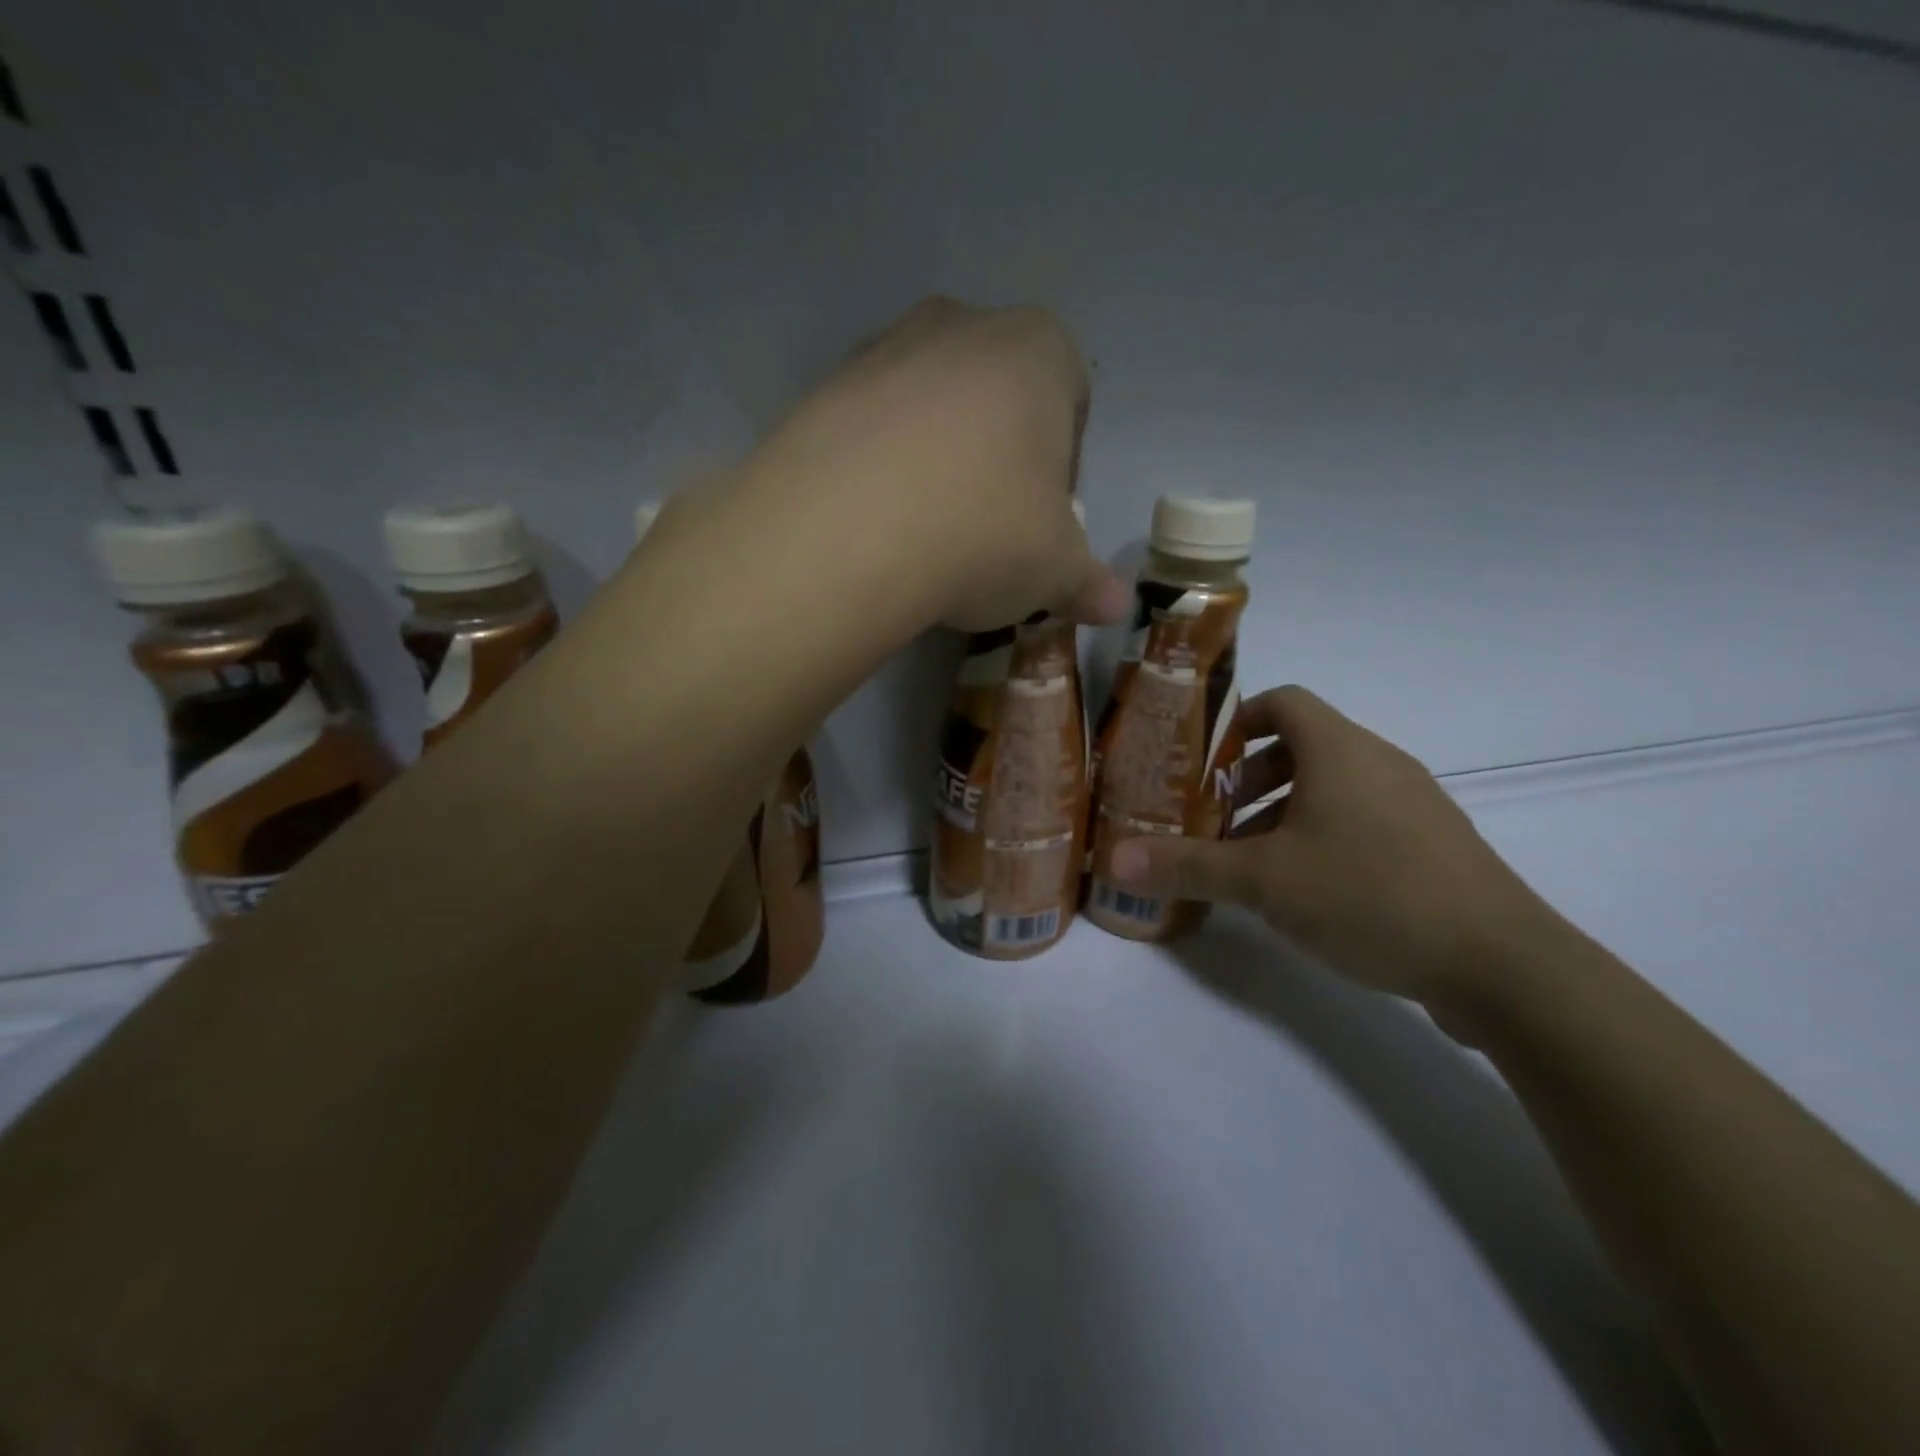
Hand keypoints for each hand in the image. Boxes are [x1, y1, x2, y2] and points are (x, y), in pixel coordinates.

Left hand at [738, 296, 1126, 631]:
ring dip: (934, 460)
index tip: (1043, 522)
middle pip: (996, 398)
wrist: (848, 534)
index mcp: (1038, 350)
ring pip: (928, 409)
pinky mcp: (822, 389)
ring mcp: (883, 350)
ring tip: (923, 531)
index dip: (1062, 469)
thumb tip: (1115, 606)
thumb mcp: (1054, 571)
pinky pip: (868, 429)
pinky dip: (878, 468)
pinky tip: (874, 524)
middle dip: (998, 458)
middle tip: (986, 528)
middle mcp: (960, 326)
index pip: (1071, 402)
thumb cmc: (984, 534)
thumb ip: (1088, 582)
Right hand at [1108, 686, 1558, 1004]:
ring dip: (1283, 811)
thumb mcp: (1263, 881)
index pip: (1283, 702)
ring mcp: (1413, 804)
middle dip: (1250, 778)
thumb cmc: (1370, 894)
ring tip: (1250, 860)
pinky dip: (1322, 836)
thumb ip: (1188, 865)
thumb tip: (1114, 858)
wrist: (1501, 965)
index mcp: (1339, 749)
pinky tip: (1306, 890)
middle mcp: (1379, 762)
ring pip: (1332, 787)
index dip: (1238, 720)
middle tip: (1214, 817)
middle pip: (1302, 746)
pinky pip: (1362, 819)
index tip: (1202, 760)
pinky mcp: (1433, 845)